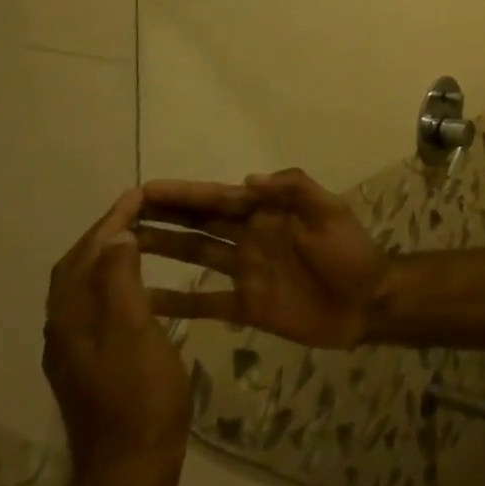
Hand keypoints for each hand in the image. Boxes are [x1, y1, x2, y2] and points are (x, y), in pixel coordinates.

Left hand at [43, 189, 194, 485]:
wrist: (129, 467)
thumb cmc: (140, 395)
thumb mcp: (136, 331)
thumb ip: (122, 281)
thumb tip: (116, 236)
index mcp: (71, 318)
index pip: (85, 254)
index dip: (111, 221)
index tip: (139, 194)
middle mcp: (63, 329)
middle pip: (77, 268)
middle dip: (105, 234)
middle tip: (140, 210)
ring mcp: (74, 350)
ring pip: (85, 287)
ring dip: (109, 256)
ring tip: (144, 238)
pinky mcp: (89, 364)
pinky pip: (97, 306)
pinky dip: (116, 282)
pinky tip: (143, 287)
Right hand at [139, 170, 388, 348]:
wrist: (366, 302)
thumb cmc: (350, 252)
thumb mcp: (329, 211)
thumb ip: (294, 190)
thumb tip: (247, 179)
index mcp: (268, 212)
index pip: (219, 198)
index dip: (185, 193)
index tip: (145, 189)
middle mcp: (250, 237)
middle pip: (200, 223)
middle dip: (164, 216)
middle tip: (118, 216)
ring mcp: (245, 272)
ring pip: (196, 256)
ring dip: (163, 250)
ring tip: (120, 250)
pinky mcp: (246, 306)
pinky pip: (205, 302)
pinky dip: (175, 302)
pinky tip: (142, 302)